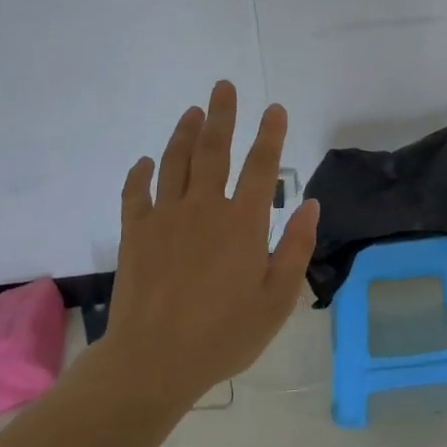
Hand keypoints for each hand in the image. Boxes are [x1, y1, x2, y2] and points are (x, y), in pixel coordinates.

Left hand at [94, 81, 319, 408]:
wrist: (154, 361)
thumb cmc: (225, 334)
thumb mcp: (278, 299)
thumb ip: (296, 248)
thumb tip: (311, 205)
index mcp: (244, 223)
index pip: (262, 166)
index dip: (270, 134)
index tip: (275, 109)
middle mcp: (205, 208)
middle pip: (214, 150)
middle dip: (222, 115)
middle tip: (224, 86)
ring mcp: (166, 217)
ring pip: (175, 162)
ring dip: (184, 133)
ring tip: (192, 110)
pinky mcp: (136, 233)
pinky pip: (136, 192)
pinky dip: (140, 173)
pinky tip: (145, 161)